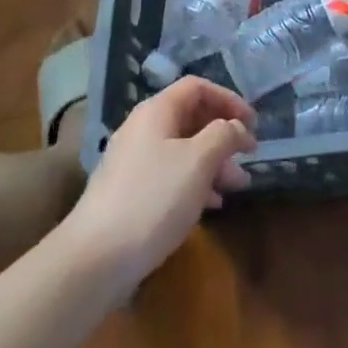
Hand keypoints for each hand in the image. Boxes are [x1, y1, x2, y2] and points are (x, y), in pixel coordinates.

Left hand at [62, 77, 255, 289]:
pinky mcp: (130, 194)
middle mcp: (143, 129)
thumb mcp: (199, 160)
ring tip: (238, 186)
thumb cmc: (153, 198)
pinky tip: (212, 205)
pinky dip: (195, 183)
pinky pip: (170, 176)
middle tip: (248, 156)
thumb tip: (235, 127)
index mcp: (156, 111)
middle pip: (191, 118)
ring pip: (183, 150)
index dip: (229, 99)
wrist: (94, 260)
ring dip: (214, 163)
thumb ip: (224, 135)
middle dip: (224, 136)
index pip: (198, 87)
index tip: (253, 123)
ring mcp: (133, 163)